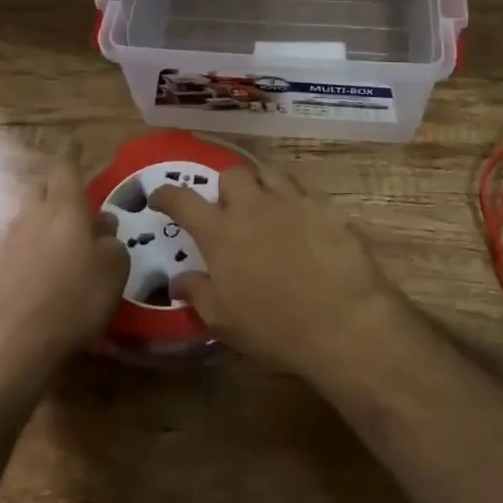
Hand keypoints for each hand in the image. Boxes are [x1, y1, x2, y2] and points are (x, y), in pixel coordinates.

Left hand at [0, 147, 127, 373]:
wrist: (11, 344)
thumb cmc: (73, 297)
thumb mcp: (113, 269)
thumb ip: (112, 242)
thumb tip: (103, 229)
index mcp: (63, 206)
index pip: (65, 167)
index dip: (71, 153)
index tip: (74, 141)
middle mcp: (33, 216)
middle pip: (41, 188)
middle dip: (56, 186)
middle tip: (76, 196)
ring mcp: (10, 244)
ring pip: (30, 218)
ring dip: (46, 220)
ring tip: (68, 239)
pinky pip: (22, 247)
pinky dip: (36, 249)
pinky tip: (50, 270)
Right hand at [151, 165, 391, 378]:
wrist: (344, 322)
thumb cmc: (275, 328)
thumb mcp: (224, 321)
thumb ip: (197, 293)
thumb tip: (177, 279)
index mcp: (221, 233)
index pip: (183, 200)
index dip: (167, 195)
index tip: (159, 196)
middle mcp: (253, 207)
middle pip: (231, 174)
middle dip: (225, 188)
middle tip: (228, 211)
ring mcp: (292, 202)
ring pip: (269, 174)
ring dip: (261, 187)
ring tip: (265, 208)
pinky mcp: (326, 207)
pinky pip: (304, 192)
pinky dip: (296, 202)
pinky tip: (302, 223)